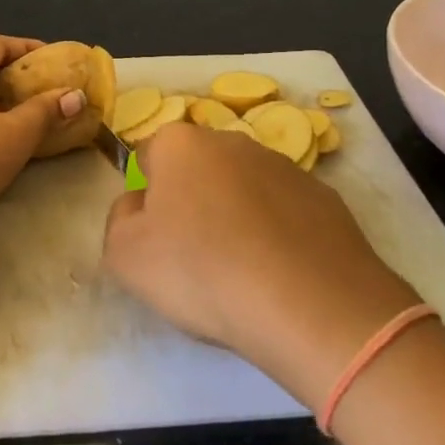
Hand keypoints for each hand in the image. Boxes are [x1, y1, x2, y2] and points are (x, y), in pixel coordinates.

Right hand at [101, 123, 418, 408]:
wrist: (306, 303)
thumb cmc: (200, 271)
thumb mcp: (125, 255)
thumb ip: (120, 218)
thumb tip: (138, 203)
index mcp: (181, 144)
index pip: (149, 155)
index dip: (147, 195)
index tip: (155, 235)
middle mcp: (234, 141)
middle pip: (199, 168)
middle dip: (193, 200)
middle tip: (194, 255)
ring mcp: (285, 166)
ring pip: (244, 188)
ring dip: (236, 216)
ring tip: (242, 271)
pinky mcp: (325, 197)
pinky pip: (284, 212)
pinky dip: (277, 234)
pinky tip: (279, 274)